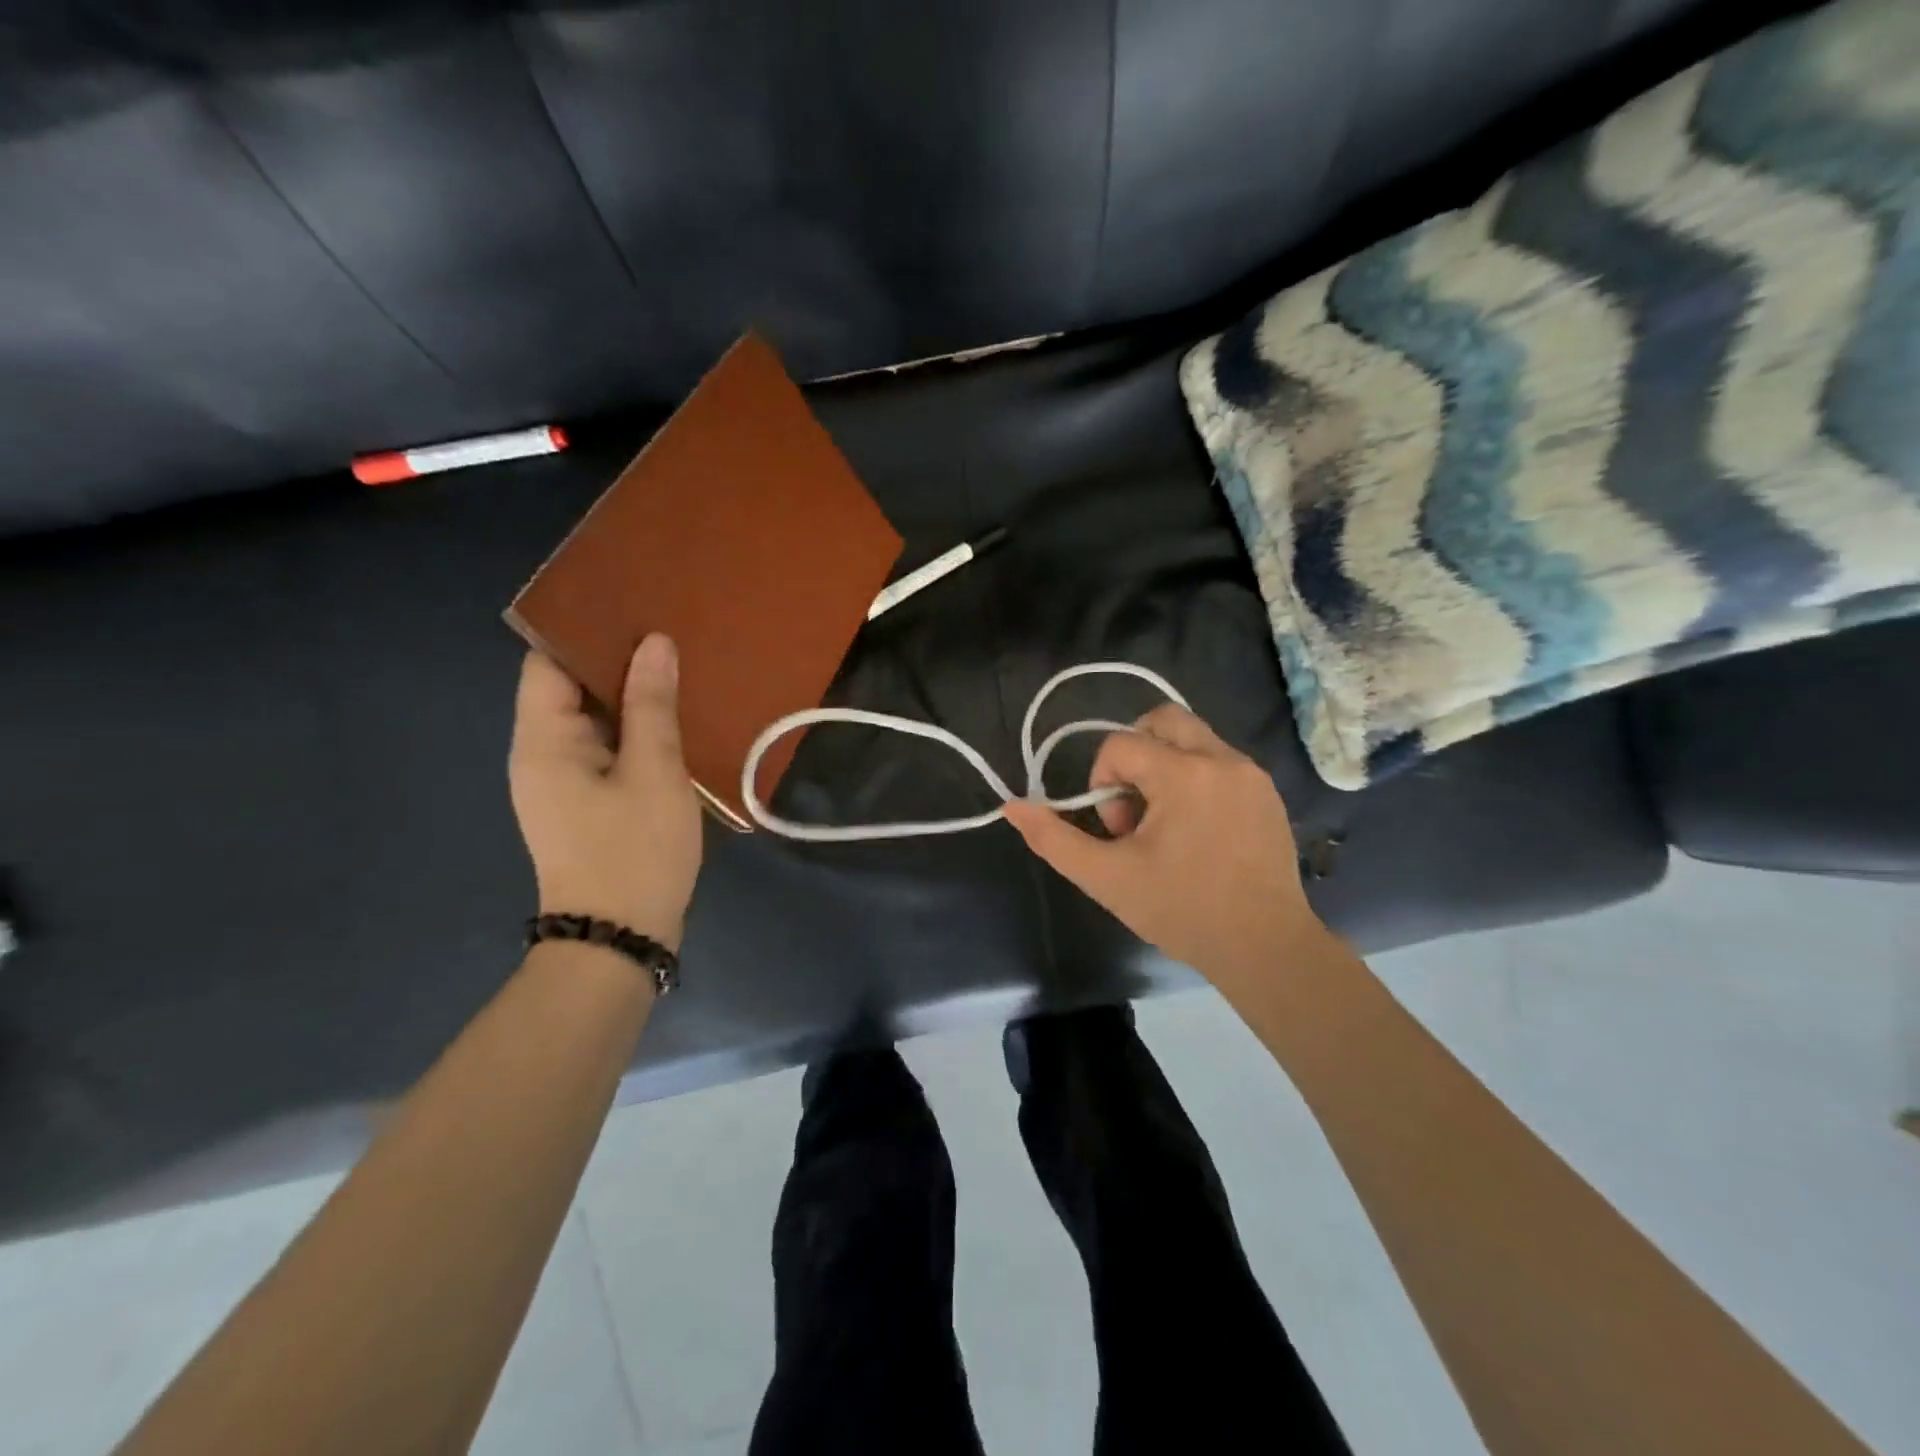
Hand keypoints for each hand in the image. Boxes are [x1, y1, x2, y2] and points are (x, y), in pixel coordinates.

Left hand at [509, 635, 703, 950]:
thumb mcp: (654, 773)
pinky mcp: (587, 800)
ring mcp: (564, 780)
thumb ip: (652, 705)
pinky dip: (636, 729)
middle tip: (669, 629)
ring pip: (594, 719)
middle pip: (570, 687)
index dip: (585, 630)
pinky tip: (675, 717)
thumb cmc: (634, 852)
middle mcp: (542, 753)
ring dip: (631, 695)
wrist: (620, 937)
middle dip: (617, 659)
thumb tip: (654, 643)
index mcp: (544, 740)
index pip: (548, 662)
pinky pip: (607, 748)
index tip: (633, 605)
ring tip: (679, 664)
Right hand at [1001, 704, 1323, 996]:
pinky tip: (1195, 830)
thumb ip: (1053, 839)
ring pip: (1192, 737)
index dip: (1103, 781)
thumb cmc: (1182, 911)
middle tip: (1133, 805)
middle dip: (1134, 753)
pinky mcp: (1268, 792)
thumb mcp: (1106, 878)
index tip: (1117, 830)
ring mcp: (1251, 773)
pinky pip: (1219, 761)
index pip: (1120, 745)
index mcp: (1183, 775)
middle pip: (1162, 719)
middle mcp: (1222, 759)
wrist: (1264, 947)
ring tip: (1163, 822)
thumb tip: (1012, 806)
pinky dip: (1194, 778)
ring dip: (1163, 765)